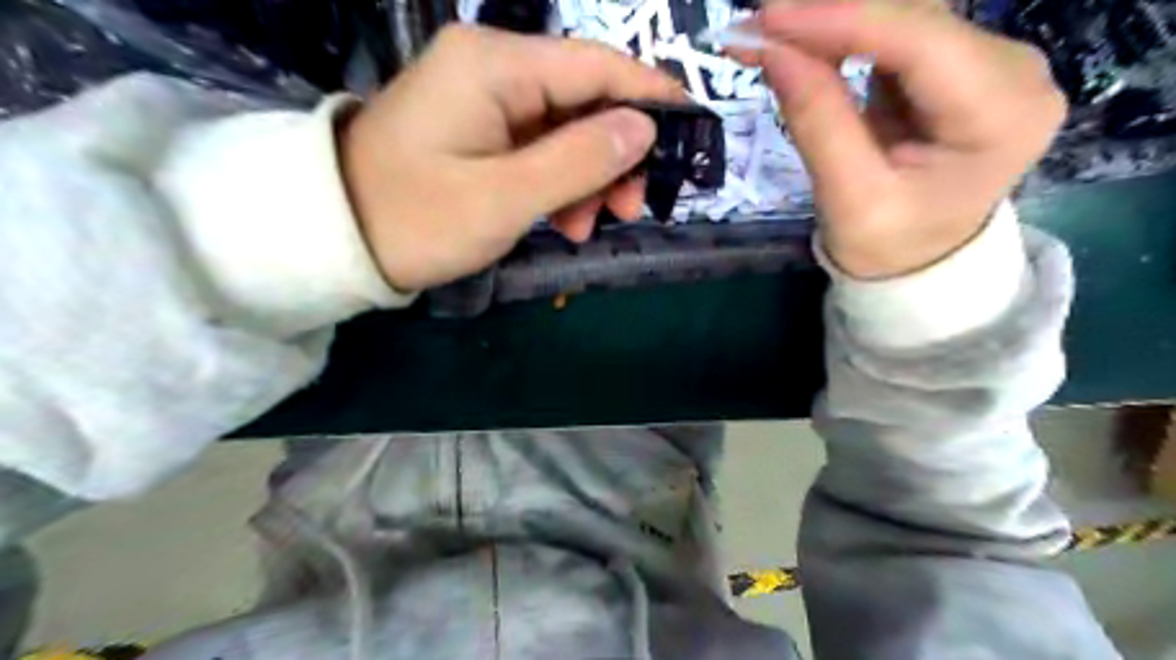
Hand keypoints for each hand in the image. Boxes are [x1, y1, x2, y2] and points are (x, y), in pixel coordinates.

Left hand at [339, 26, 691, 288]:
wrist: (337, 239)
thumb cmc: (416, 218)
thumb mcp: (505, 197)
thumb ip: (579, 160)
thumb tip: (644, 128)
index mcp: (495, 64)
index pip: (596, 65)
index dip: (650, 95)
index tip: (692, 129)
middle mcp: (493, 66)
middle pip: (584, 99)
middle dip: (615, 155)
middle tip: (629, 209)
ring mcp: (485, 99)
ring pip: (567, 130)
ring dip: (587, 178)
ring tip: (585, 228)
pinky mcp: (479, 129)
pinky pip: (539, 148)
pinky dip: (559, 184)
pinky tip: (563, 221)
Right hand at [732, 0, 1066, 278]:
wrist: (918, 263)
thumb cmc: (888, 245)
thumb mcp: (848, 197)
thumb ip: (816, 120)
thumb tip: (772, 48)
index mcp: (1002, 116)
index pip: (920, 41)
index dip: (840, 20)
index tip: (768, 19)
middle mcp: (1013, 71)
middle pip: (914, 17)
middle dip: (830, 15)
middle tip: (756, 25)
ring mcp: (989, 62)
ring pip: (903, 16)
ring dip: (832, 20)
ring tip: (771, 33)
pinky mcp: (959, 65)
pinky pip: (895, 33)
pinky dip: (843, 34)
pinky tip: (803, 41)